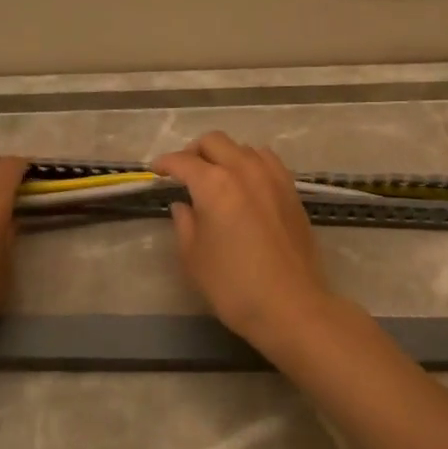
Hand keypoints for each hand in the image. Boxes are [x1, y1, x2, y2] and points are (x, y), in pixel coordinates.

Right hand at [153, 132, 343, 352]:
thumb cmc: (234, 286)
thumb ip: (184, 223)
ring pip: (243, 148)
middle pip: (214, 142)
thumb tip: (183, 205)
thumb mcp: (194, 258)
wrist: (291, 306)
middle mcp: (244, 170)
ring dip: (224, 155)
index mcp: (214, 184)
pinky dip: (250, 163)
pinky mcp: (291, 190)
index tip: (156, 171)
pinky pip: (267, 161)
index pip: (183, 161)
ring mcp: (272, 177)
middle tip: (183, 172)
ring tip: (216, 177)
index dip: (165, 163)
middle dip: (194, 152)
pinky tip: (246, 183)